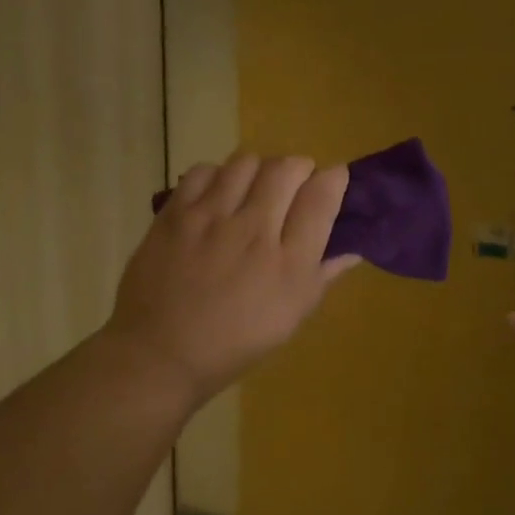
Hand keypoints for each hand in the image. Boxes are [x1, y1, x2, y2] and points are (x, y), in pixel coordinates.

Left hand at [106, 153, 358, 405]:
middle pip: (287, 168)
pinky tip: (218, 196)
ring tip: (255, 188)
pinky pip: (203, 171)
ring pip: (247, 162)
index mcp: (289, 262)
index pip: (321, 196)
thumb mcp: (291, 317)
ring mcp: (211, 218)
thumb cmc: (236, 342)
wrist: (162, 352)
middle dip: (300, 168)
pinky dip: (218, 176)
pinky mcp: (175, 214)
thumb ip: (322, 276)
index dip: (335, 178)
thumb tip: (353, 250)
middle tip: (295, 186)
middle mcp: (253, 231)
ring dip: (260, 169)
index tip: (334, 179)